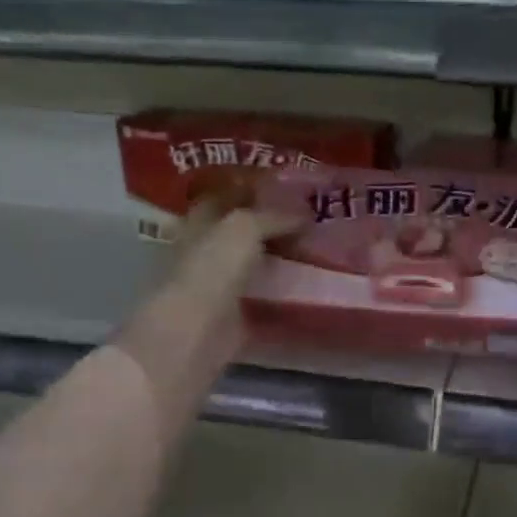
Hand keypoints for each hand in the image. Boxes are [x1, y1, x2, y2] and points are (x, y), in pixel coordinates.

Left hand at [144, 188, 305, 371]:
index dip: (252, 189)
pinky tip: (312, 287)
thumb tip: (305, 214)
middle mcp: (208, 251)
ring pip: (257, 265)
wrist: (196, 332)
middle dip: (273, 225)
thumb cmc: (212, 269)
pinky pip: (266, 299)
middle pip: (244, 232)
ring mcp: (222, 286)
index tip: (288, 185)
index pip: (225, 196)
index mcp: (200, 223)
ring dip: (282, 260)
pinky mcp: (237, 316)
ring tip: (319, 249)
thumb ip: (274, 216)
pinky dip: (286, 294)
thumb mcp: (244, 227)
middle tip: (312, 218)